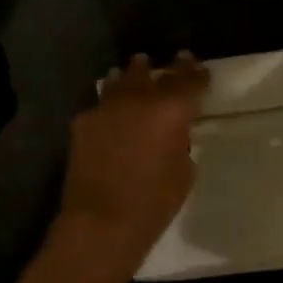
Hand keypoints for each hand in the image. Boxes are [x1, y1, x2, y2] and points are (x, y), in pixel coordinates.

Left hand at [53, 52, 208, 275]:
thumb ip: (179, 141)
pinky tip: (112, 110)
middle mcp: (138, 99)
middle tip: (175, 60)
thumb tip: (171, 132)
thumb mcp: (183, 172)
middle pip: (154, 74)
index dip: (196, 73)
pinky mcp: (82, 122)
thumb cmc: (153, 203)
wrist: (100, 222)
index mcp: (170, 110)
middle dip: (168, 69)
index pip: (188, 81)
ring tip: (137, 69)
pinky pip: (101, 105)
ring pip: (122, 81)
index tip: (200, 67)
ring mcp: (106, 108)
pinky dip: (111, 103)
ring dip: (133, 75)